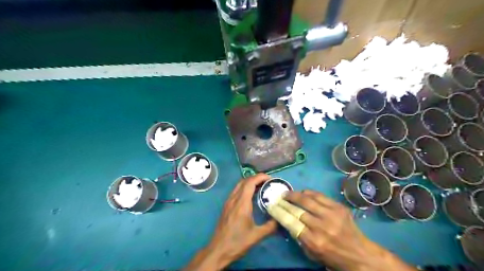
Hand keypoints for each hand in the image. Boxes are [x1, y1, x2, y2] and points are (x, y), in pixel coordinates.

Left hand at [185, 173, 277, 270]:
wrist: (218, 250)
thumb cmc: (237, 242)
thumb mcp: (256, 236)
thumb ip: (270, 226)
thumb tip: (280, 219)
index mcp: (241, 203)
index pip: (250, 182)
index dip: (260, 177)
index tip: (270, 179)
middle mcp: (234, 199)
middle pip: (244, 181)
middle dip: (256, 178)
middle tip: (268, 182)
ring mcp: (228, 202)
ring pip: (239, 185)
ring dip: (250, 182)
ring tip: (261, 187)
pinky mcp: (226, 206)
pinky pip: (236, 191)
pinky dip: (245, 188)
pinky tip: (251, 196)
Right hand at [284, 189, 418, 270]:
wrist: (360, 254)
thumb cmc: (333, 257)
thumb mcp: (312, 253)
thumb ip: (299, 237)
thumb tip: (288, 220)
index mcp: (314, 241)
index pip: (290, 222)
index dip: (279, 212)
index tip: (271, 206)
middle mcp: (322, 226)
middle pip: (297, 209)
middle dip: (285, 202)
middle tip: (278, 198)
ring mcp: (332, 215)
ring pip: (307, 199)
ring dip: (294, 195)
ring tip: (288, 193)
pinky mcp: (339, 207)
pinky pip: (319, 195)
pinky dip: (308, 193)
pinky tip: (303, 193)